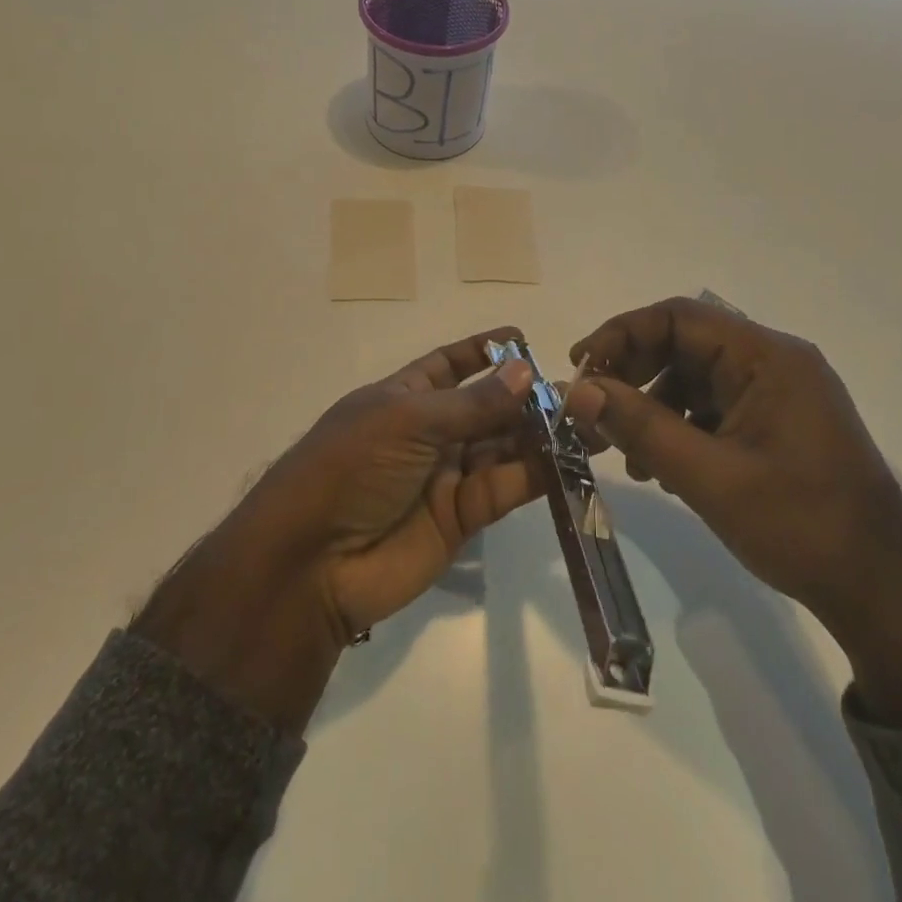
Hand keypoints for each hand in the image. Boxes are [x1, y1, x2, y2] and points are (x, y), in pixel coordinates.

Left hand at [138, 330, 542, 732]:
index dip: (482, 351)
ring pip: (502, 447)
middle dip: (525, 397)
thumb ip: (473, 403)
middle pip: (485, 407)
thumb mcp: (409, 420)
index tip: (523, 339)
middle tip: (577, 390)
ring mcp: (445, 476)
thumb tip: (527, 372)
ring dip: (540, 433)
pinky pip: (505, 487)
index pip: (448, 365)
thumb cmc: (352, 466)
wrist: (313, 563)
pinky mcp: (463, 517)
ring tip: (588, 419)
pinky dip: (536, 473)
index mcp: (404, 397)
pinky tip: (570, 457)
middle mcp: (428, 433)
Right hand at [565, 298, 901, 726]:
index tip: (580, 369)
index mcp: (768, 358)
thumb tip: (577, 391)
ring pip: (693, 379)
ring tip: (619, 452)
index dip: (622, 334)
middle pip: (684, 345)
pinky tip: (658, 469)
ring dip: (650, 407)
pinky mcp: (776, 424)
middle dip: (632, 375)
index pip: (679, 317)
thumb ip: (640, 427)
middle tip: (592, 411)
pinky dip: (678, 428)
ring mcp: (778, 394)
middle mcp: (774, 363)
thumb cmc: (800, 526)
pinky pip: (713, 408)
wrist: (884, 592)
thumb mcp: (709, 477)